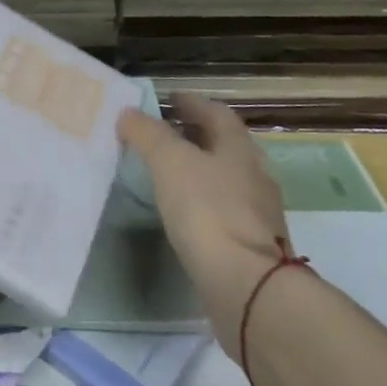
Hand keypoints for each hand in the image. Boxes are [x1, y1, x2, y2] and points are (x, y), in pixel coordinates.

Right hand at [116, 94, 289, 358]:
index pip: (217, 114)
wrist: (246, 286)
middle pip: (225, 146)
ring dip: (200, 170)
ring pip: (226, 179)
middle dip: (196, 136)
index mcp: (239, 149)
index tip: (169, 99)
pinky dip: (203, 203)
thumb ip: (148, 134)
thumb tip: (129, 113)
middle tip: (164, 133)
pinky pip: (223, 211)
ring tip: (168, 172)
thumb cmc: (207, 210)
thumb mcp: (169, 162)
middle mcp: (254, 176)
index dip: (192, 103)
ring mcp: (257, 214)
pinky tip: (183, 212)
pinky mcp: (251, 247)